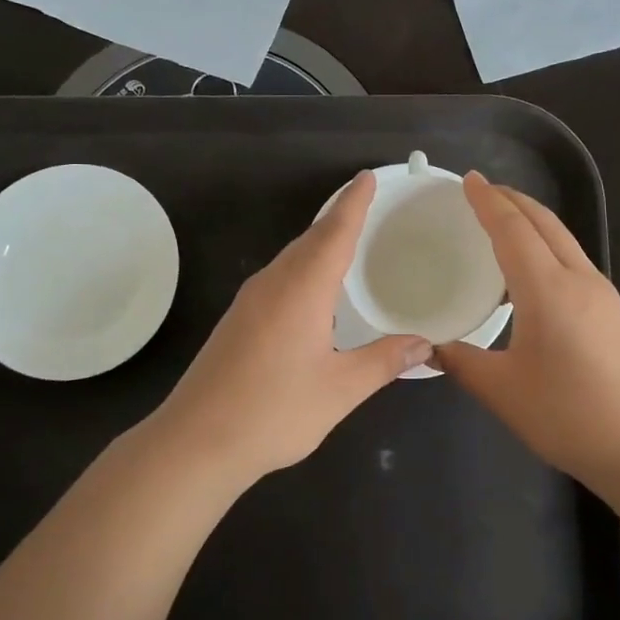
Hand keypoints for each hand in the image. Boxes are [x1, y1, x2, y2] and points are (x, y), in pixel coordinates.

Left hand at [145, 172, 431, 481]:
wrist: (196, 442)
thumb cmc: (273, 411)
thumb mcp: (340, 389)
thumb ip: (383, 361)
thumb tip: (424, 344)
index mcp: (302, 289)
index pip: (334, 232)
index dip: (354, 203)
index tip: (367, 177)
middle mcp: (273, 284)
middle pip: (310, 240)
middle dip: (338, 219)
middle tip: (366, 206)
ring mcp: (249, 301)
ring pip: (291, 258)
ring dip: (318, 244)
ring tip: (346, 243)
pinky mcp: (237, 321)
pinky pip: (278, 278)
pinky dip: (302, 268)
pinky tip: (312, 291)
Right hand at [436, 173, 619, 485]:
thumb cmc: (570, 416)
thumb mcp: (503, 392)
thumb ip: (462, 363)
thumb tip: (430, 348)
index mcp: (547, 290)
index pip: (512, 229)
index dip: (488, 202)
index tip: (468, 180)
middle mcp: (579, 280)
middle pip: (544, 223)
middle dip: (512, 200)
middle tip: (482, 191)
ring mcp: (603, 294)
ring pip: (563, 239)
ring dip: (532, 221)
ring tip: (504, 221)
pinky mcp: (614, 312)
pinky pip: (573, 260)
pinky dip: (547, 245)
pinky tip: (533, 269)